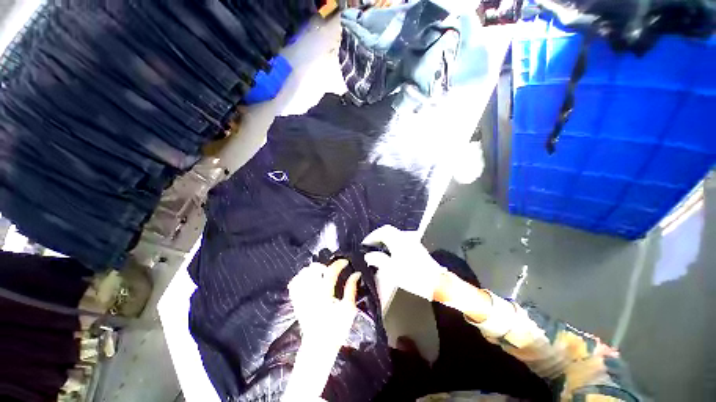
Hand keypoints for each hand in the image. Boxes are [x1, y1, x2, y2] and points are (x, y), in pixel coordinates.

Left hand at [288, 259, 360, 338]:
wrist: (319, 347)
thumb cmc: (336, 329)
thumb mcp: (348, 309)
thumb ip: (351, 289)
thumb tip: (356, 274)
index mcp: (324, 294)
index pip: (331, 272)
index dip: (339, 263)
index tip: (345, 261)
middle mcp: (310, 293)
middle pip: (312, 269)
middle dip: (324, 266)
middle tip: (331, 270)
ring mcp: (301, 297)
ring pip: (301, 274)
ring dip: (312, 271)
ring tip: (320, 274)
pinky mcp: (297, 302)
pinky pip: (294, 284)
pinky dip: (301, 278)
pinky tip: (308, 280)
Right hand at [362, 225, 445, 300]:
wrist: (435, 282)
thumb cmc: (413, 276)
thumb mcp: (392, 269)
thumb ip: (379, 260)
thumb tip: (369, 256)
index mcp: (398, 240)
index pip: (383, 231)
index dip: (373, 235)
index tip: (366, 242)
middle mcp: (406, 238)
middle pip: (389, 230)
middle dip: (379, 236)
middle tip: (371, 244)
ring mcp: (413, 241)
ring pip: (396, 235)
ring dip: (386, 239)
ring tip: (380, 248)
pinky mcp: (417, 247)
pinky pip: (402, 240)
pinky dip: (394, 242)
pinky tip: (392, 252)